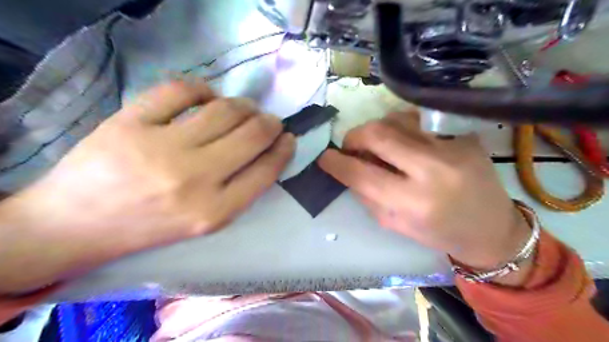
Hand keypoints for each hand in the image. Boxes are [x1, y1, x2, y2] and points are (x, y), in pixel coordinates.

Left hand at [1, 79, 294, 290]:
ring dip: (244, 106)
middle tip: (269, 120)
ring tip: (245, 109)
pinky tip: (207, 97)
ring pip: (225, 110)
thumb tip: (267, 150)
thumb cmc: (152, 226)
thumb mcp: (207, 221)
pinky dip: (203, 89)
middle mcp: (194, 179)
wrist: (78, 225)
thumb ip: (241, 190)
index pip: (266, 170)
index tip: (288, 138)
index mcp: (215, 211)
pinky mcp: (130, 122)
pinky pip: (181, 90)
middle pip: (252, 135)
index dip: (284, 149)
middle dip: (270, 123)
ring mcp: (161, 147)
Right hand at [320, 111, 531, 275]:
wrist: (491, 226)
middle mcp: (433, 169)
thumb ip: (367, 195)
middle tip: (349, 146)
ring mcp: (451, 146)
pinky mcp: (462, 134)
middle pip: (378, 134)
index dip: (336, 163)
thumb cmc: (439, 232)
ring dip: (375, 129)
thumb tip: (348, 168)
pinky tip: (401, 139)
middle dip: (353, 137)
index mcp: (415, 202)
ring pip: (395, 119)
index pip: (362, 174)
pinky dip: (399, 126)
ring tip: (376, 144)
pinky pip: (417, 118)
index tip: (325, 158)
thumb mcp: (394, 224)